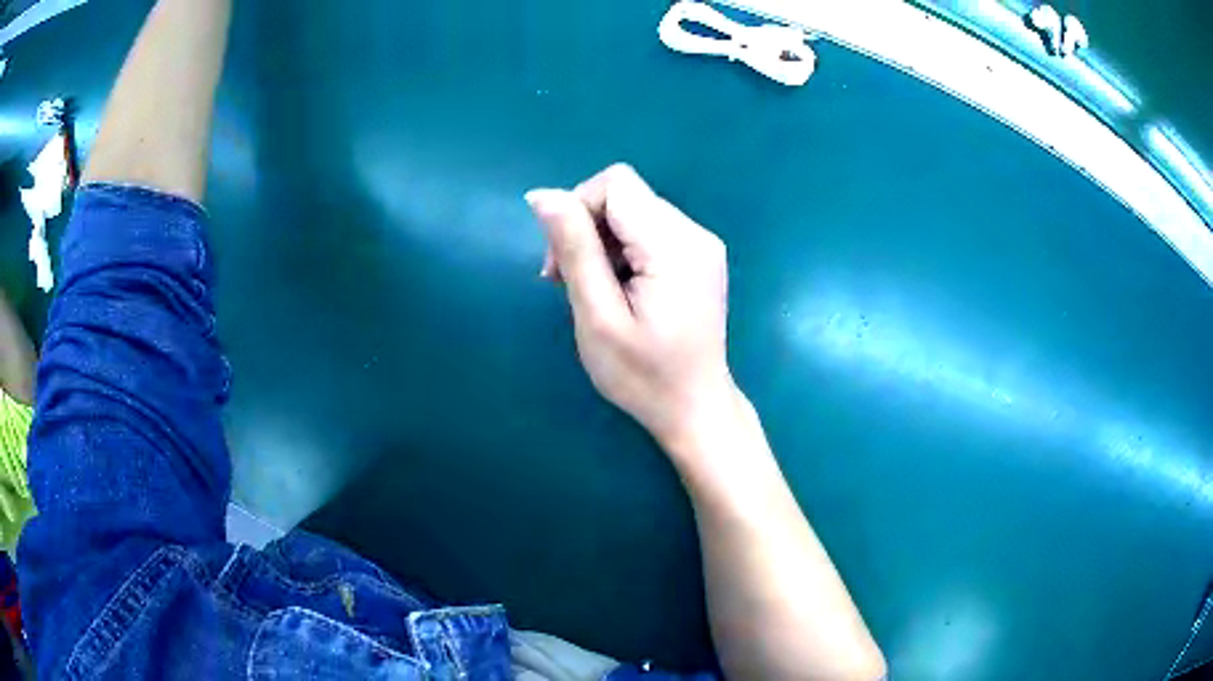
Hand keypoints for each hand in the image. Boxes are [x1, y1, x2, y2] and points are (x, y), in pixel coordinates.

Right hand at [527, 164, 737, 456]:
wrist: (695, 409)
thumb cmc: (644, 376)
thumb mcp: (598, 317)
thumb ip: (574, 249)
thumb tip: (542, 195)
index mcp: (675, 245)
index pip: (616, 184)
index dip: (577, 208)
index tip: (561, 261)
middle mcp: (695, 233)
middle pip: (624, 196)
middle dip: (585, 228)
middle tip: (568, 282)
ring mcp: (701, 244)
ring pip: (632, 211)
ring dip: (600, 242)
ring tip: (591, 290)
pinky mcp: (698, 256)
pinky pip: (648, 230)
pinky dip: (621, 250)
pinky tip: (615, 287)